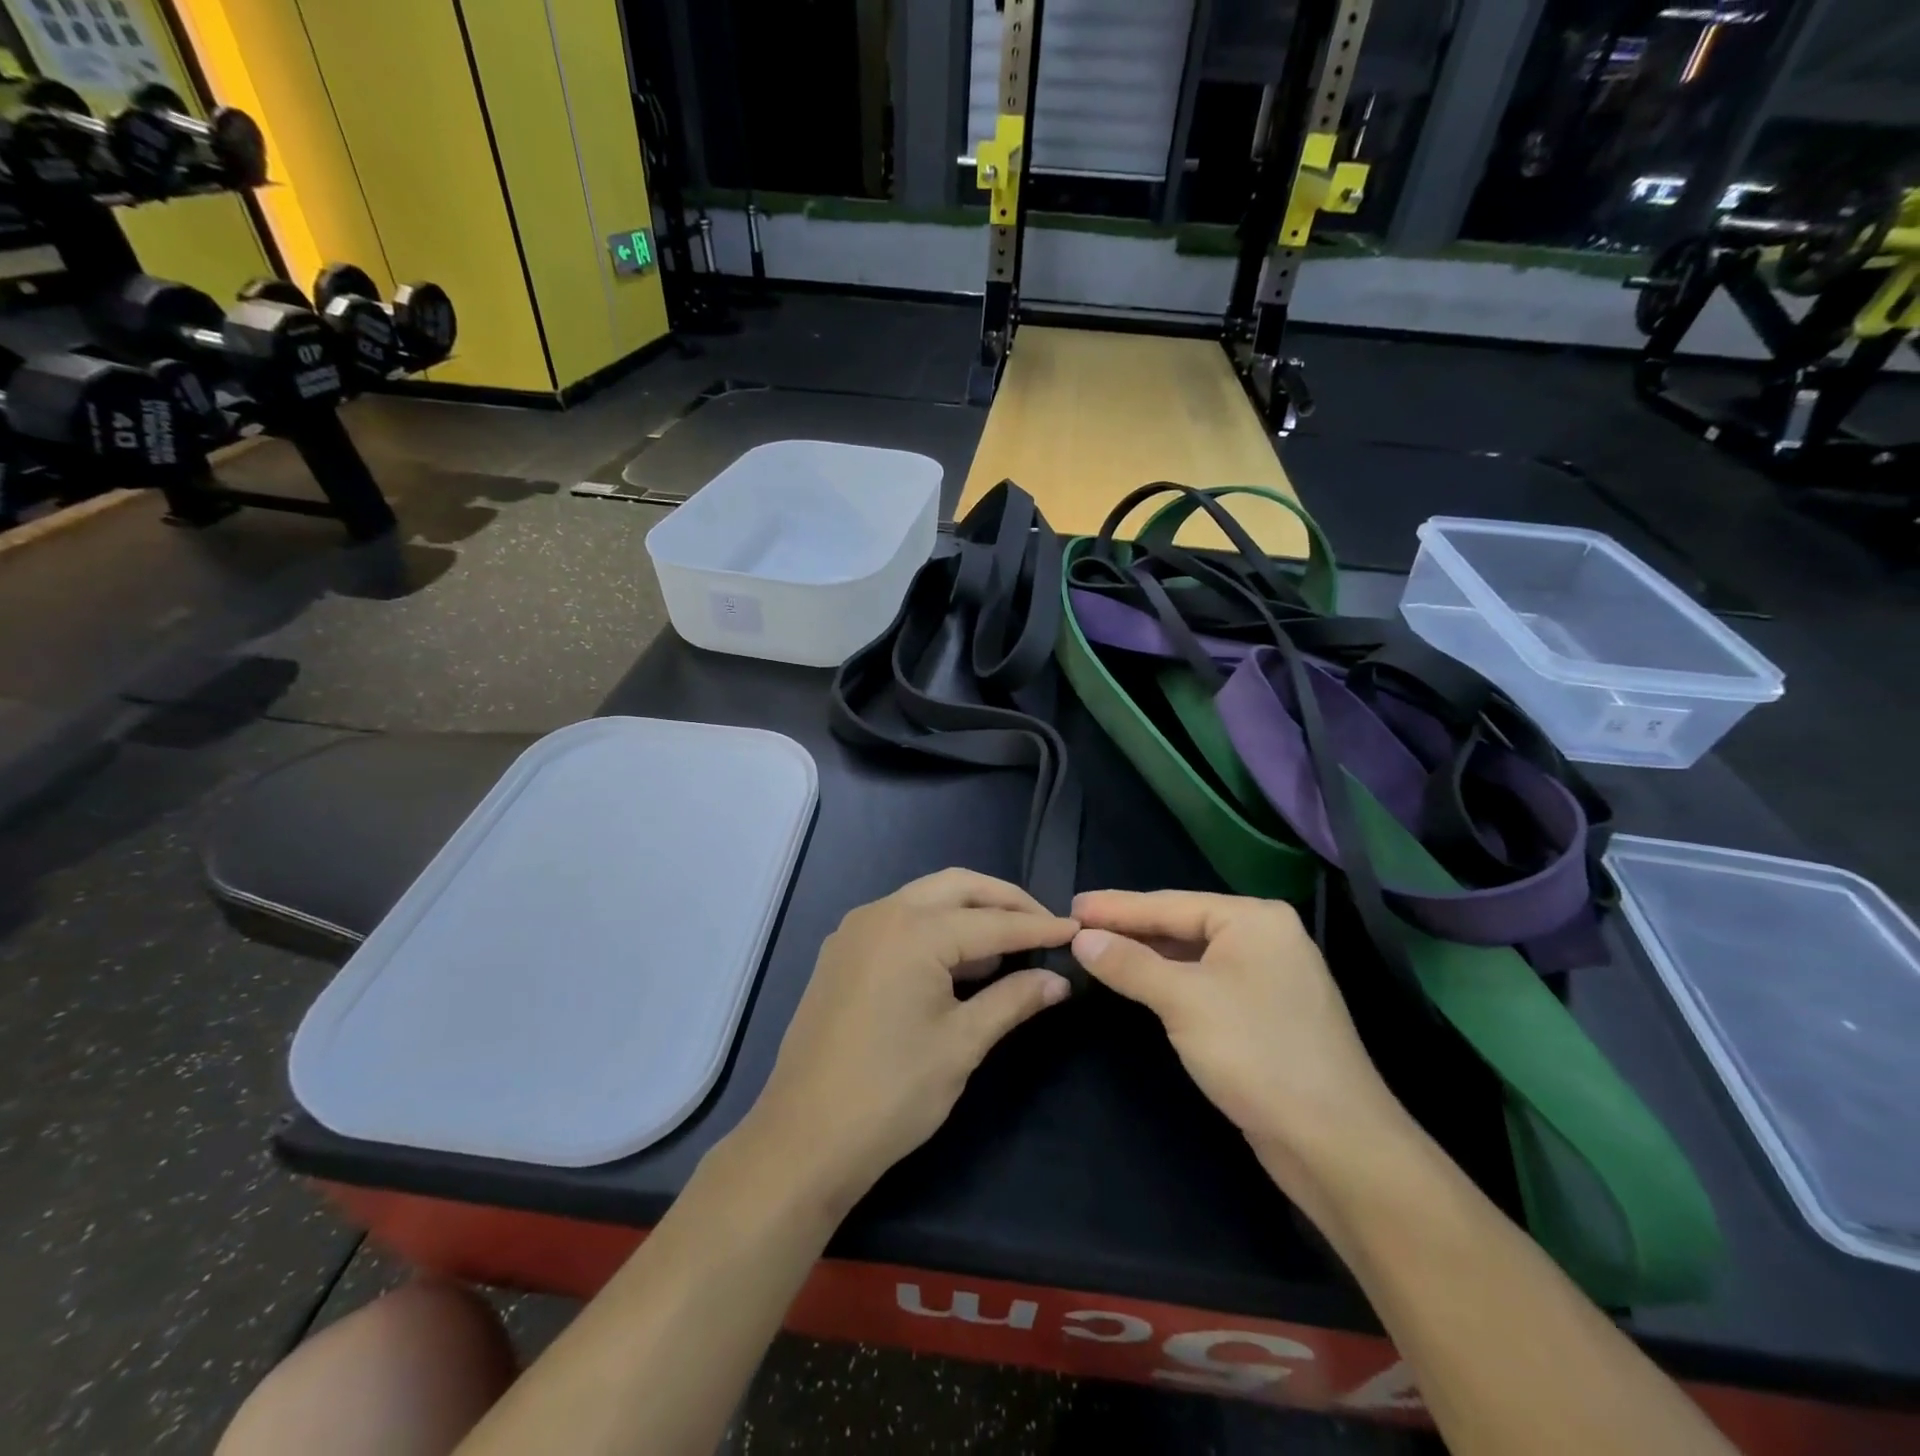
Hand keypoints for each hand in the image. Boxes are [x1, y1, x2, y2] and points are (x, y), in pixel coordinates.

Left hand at [745, 870, 1076, 1211]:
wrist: (803, 1139)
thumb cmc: (891, 1093)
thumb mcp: (962, 1044)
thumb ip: (1013, 1000)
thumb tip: (1059, 981)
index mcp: (914, 931)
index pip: (992, 921)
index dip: (1038, 929)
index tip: (1076, 931)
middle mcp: (882, 913)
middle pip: (958, 886)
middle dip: (1005, 902)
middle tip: (1045, 927)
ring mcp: (856, 930)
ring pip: (927, 898)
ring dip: (970, 910)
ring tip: (1010, 945)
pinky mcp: (842, 951)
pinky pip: (901, 919)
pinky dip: (937, 926)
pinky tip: (960, 960)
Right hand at [1070, 890, 1410, 1196]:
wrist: (1335, 1144)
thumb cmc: (1257, 1054)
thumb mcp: (1183, 1001)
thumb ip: (1130, 964)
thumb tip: (1082, 937)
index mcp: (1253, 919)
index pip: (1169, 904)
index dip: (1116, 907)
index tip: (1071, 904)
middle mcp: (1265, 938)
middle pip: (1181, 925)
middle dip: (1130, 928)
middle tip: (1076, 926)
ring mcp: (1269, 977)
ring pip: (1192, 956)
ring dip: (1147, 956)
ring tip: (1097, 949)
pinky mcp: (1265, 1013)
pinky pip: (1205, 982)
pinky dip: (1170, 981)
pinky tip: (1140, 983)